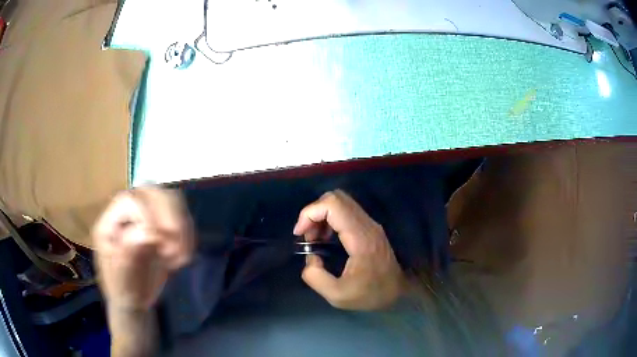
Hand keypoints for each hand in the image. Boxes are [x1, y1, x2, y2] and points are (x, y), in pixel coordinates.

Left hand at [92, 187, 193, 311]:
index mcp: (110, 222)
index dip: (148, 215)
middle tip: (177, 247)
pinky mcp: (162, 224)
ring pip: (170, 199)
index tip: (161, 244)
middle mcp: (126, 212)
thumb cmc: (124, 289)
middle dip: (170, 216)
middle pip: (152, 191)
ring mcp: (145, 216)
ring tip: (181, 256)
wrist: (134, 299)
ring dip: (182, 226)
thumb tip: (149, 232)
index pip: (130, 200)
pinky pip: (182, 216)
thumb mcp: (121, 277)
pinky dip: (189, 233)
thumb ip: (128, 253)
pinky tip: (185, 255)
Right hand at [294, 190, 405, 309]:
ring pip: (341, 202)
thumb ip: (316, 277)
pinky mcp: (370, 227)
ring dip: (321, 215)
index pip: (333, 205)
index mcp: (360, 237)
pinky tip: (326, 238)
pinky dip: (330, 219)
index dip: (309, 213)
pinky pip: (346, 212)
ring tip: (314, 238)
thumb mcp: (338, 296)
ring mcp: (370, 224)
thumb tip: (311, 258)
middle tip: (307, 236)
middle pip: (336, 198)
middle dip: (314, 212)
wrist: (399, 292)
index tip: (300, 234)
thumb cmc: (371, 294)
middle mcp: (367, 224)